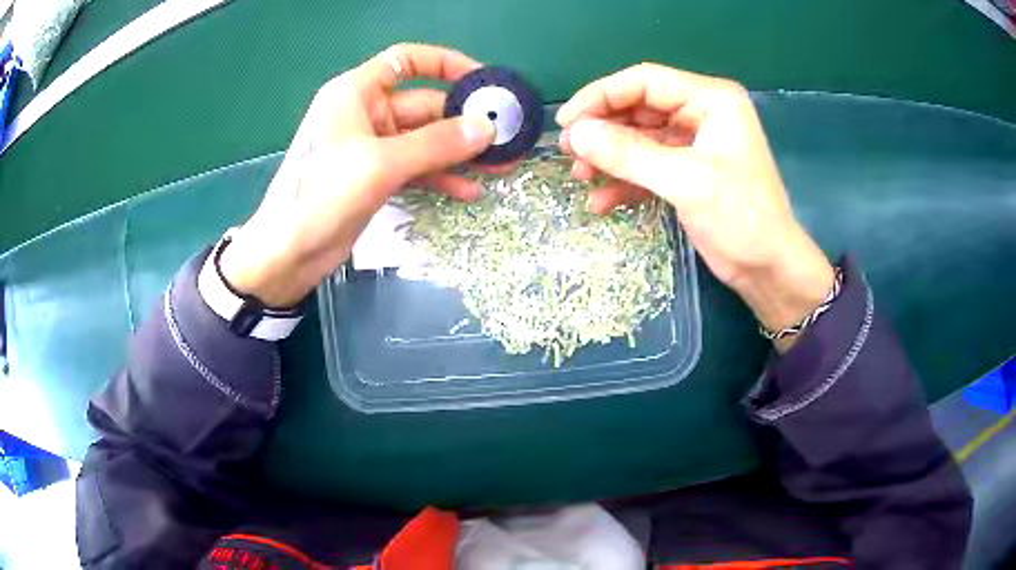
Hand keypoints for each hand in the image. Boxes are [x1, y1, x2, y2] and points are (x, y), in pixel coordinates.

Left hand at [219, 44, 496, 307]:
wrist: (288, 254)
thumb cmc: (321, 197)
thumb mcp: (380, 165)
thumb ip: (435, 144)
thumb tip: (486, 129)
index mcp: (356, 93)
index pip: (407, 61)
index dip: (446, 64)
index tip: (481, 81)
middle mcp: (365, 113)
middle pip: (424, 105)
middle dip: (463, 121)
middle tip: (504, 137)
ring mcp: (372, 147)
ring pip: (424, 140)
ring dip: (458, 153)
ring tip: (498, 166)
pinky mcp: (376, 177)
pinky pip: (416, 168)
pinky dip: (440, 177)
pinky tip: (468, 191)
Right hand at [556, 64, 833, 348]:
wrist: (768, 269)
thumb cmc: (741, 218)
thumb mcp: (685, 181)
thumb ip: (629, 154)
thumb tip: (576, 134)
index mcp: (711, 100)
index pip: (645, 82)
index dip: (601, 96)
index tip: (567, 122)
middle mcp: (701, 113)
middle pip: (638, 108)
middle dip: (603, 130)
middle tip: (569, 152)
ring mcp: (694, 143)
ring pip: (639, 138)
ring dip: (609, 157)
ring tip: (580, 177)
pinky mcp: (687, 171)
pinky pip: (648, 166)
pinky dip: (625, 182)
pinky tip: (602, 203)